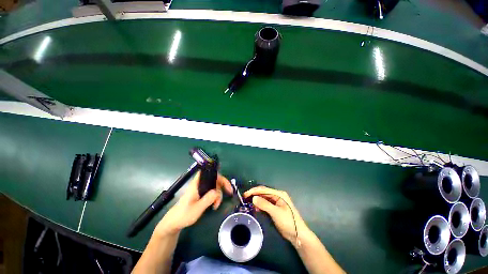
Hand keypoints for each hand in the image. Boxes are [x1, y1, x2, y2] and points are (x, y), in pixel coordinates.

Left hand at [155, 172, 231, 235]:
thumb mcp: (197, 209)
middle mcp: (199, 184)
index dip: (218, 175)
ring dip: (218, 194)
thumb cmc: (183, 215)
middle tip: (227, 194)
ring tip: (216, 205)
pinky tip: (214, 205)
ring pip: (214, 186)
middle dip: (222, 186)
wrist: (173, 223)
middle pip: (214, 179)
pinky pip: (211, 192)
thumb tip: (217, 191)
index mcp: (197, 184)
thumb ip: (207, 199)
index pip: (209, 173)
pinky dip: (215, 197)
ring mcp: (200, 189)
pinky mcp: (200, 194)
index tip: (226, 184)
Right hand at [243, 186, 309, 245]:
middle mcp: (277, 196)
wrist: (298, 235)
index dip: (254, 191)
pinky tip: (256, 208)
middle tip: (245, 198)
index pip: (264, 189)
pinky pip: (266, 204)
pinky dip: (260, 205)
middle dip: (254, 194)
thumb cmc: (288, 222)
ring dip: (257, 200)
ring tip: (249, 203)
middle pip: (263, 193)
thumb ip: (264, 204)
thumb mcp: (276, 212)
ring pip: (264, 198)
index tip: (245, 194)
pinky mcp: (275, 208)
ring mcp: (276, 202)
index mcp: (279, 194)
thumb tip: (253, 198)